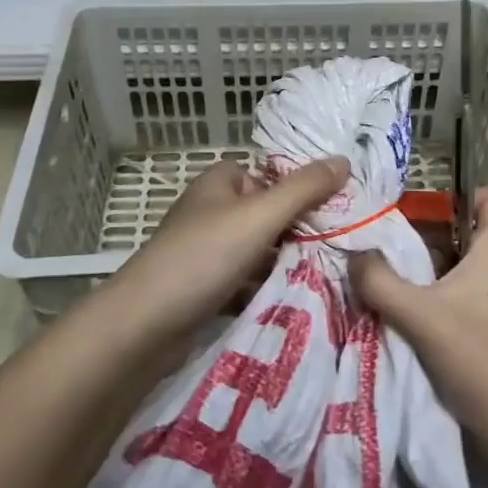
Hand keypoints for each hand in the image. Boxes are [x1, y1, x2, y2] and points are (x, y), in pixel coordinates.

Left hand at [103, 156, 350, 341]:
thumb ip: (303, 189)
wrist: (143, 327)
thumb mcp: (259, 216)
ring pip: (259, 250)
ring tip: (329, 274)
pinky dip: (267, 288)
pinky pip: (246, 281)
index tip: (340, 209)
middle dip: (300, 230)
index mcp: (220, 182)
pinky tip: (297, 300)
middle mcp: (212, 210)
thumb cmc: (202, 257)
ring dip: (286, 262)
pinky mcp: (205, 288)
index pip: (271, 175)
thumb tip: (344, 160)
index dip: (302, 189)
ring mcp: (206, 251)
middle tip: (342, 246)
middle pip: (268, 213)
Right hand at [350, 187, 487, 479]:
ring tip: (387, 271)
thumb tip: (354, 254)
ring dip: (428, 268)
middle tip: (388, 236)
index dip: (465, 191)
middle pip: (468, 234)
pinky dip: (435, 298)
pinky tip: (405, 312)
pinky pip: (461, 300)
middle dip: (430, 231)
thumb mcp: (421, 317)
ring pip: (461, 269)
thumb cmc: (482, 360)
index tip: (425, 202)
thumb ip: (380, 282)